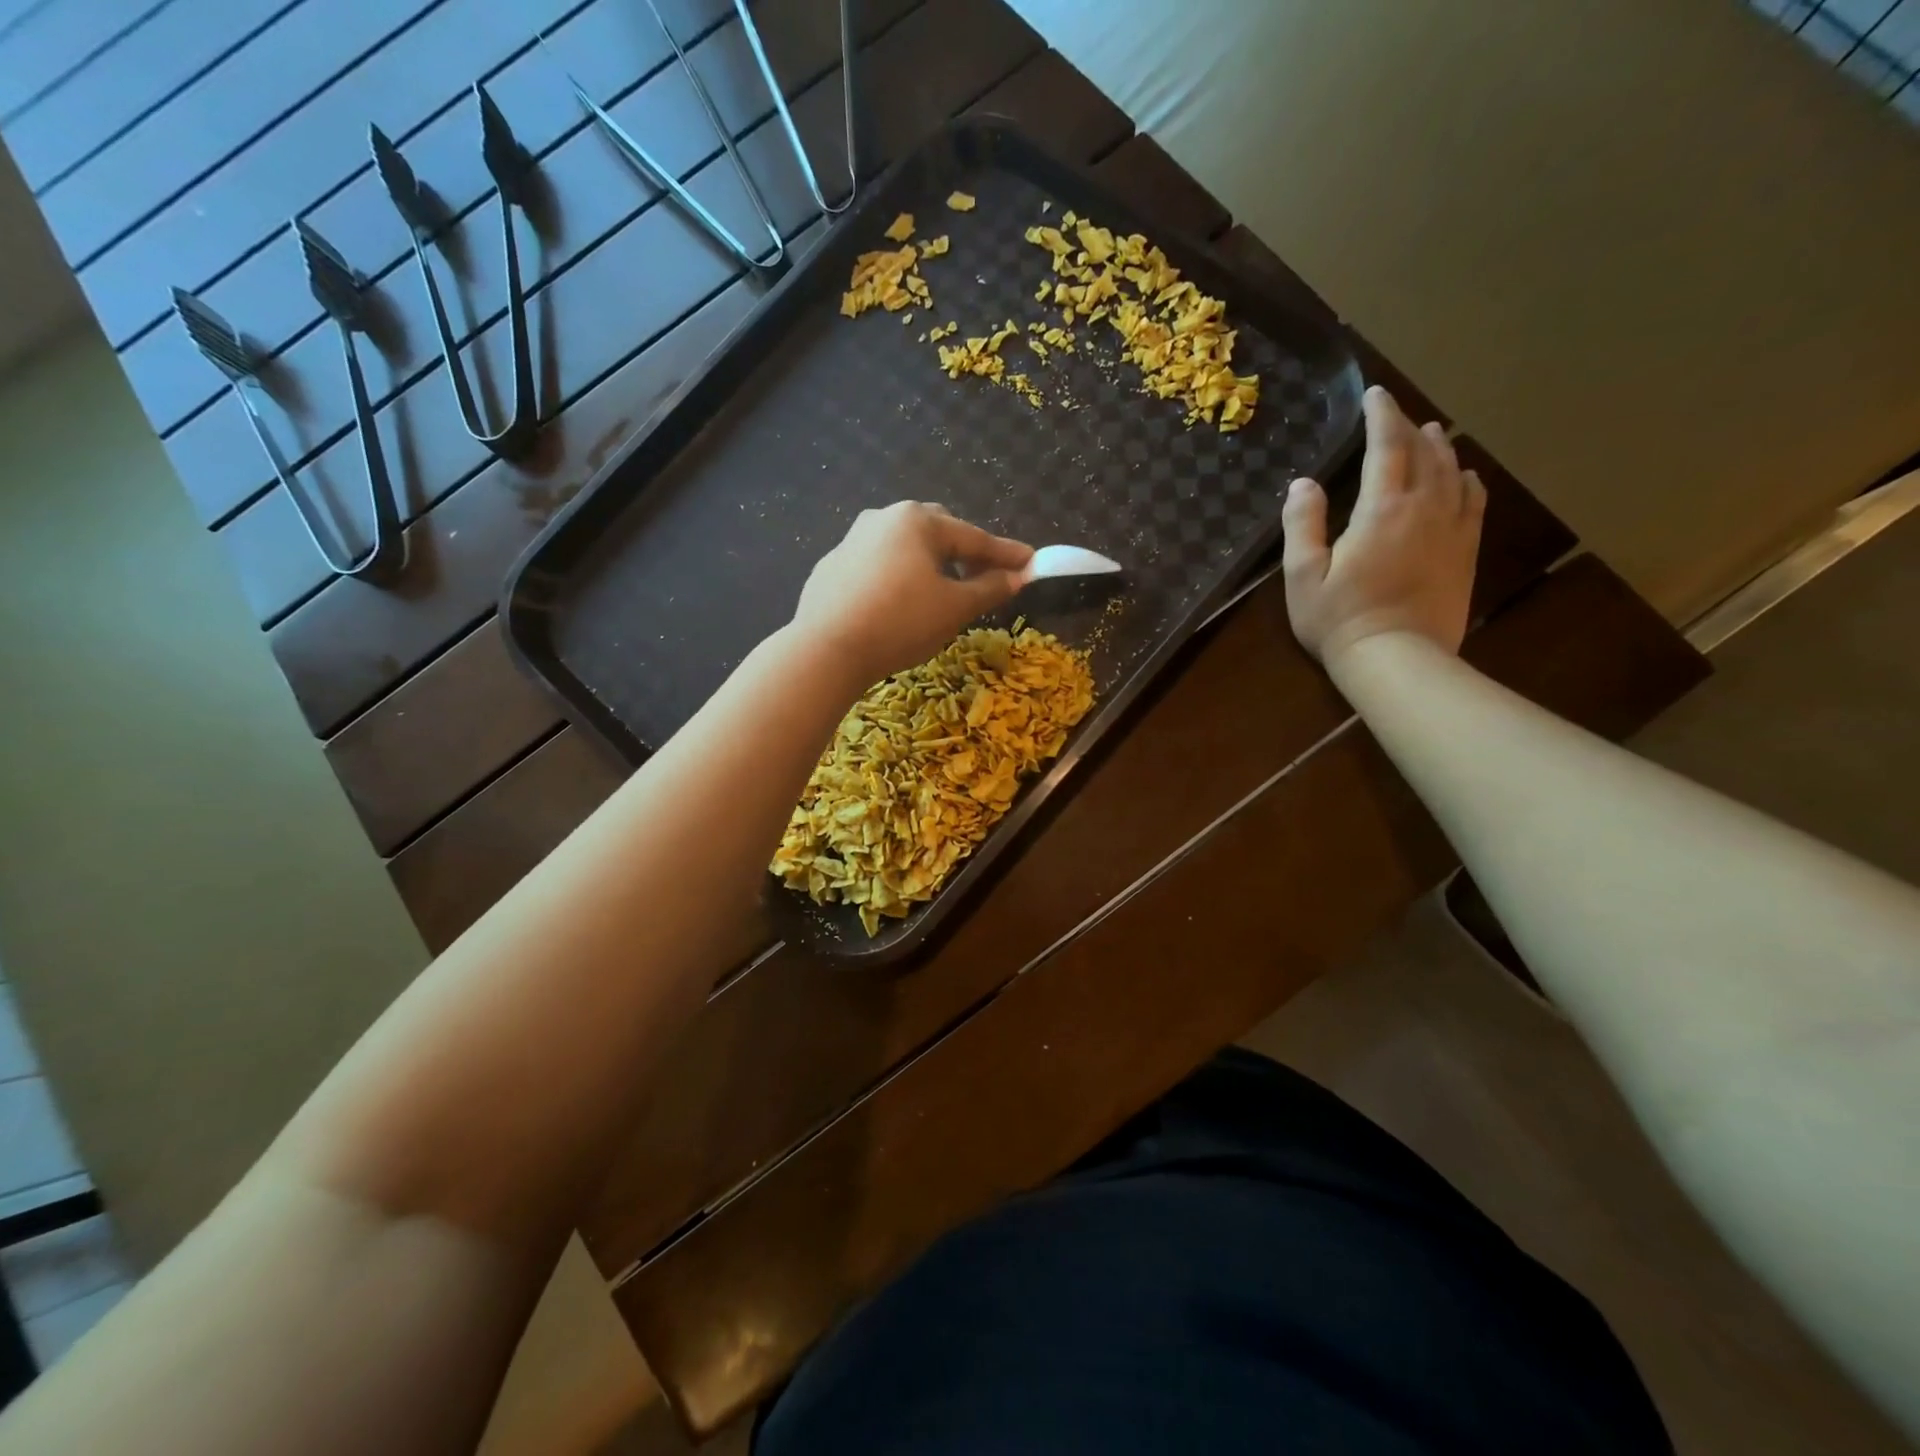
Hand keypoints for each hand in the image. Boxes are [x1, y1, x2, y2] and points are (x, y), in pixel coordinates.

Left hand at [791, 501, 1032, 684]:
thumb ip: (990, 588)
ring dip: (929, 566)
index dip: (1006, 554)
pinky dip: (897, 579)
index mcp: (918, 520)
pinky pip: (876, 568)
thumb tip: (1017, 576)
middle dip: (964, 554)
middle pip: (937, 533)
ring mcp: (851, 541)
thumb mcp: (954, 608)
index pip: (974, 537)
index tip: (1031, 563)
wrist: (825, 650)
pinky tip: (896, 606)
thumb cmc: (900, 623)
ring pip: (904, 549)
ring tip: (940, 594)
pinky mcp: (831, 568)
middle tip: (983, 578)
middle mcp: (882, 518)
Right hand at [1281, 386, 1484, 668]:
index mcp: (1381, 509)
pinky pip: (1474, 501)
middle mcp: (1424, 507)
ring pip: (1453, 471)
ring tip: (1431, 433)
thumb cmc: (1339, 619)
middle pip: (1424, 452)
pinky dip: (1468, 479)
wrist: (1397, 659)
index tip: (1374, 394)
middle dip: (1409, 426)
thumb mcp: (1302, 575)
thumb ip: (1302, 524)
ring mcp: (1452, 528)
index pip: (1386, 446)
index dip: (1381, 415)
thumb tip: (1303, 483)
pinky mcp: (1466, 550)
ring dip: (1440, 447)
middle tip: (1395, 414)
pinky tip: (1464, 475)